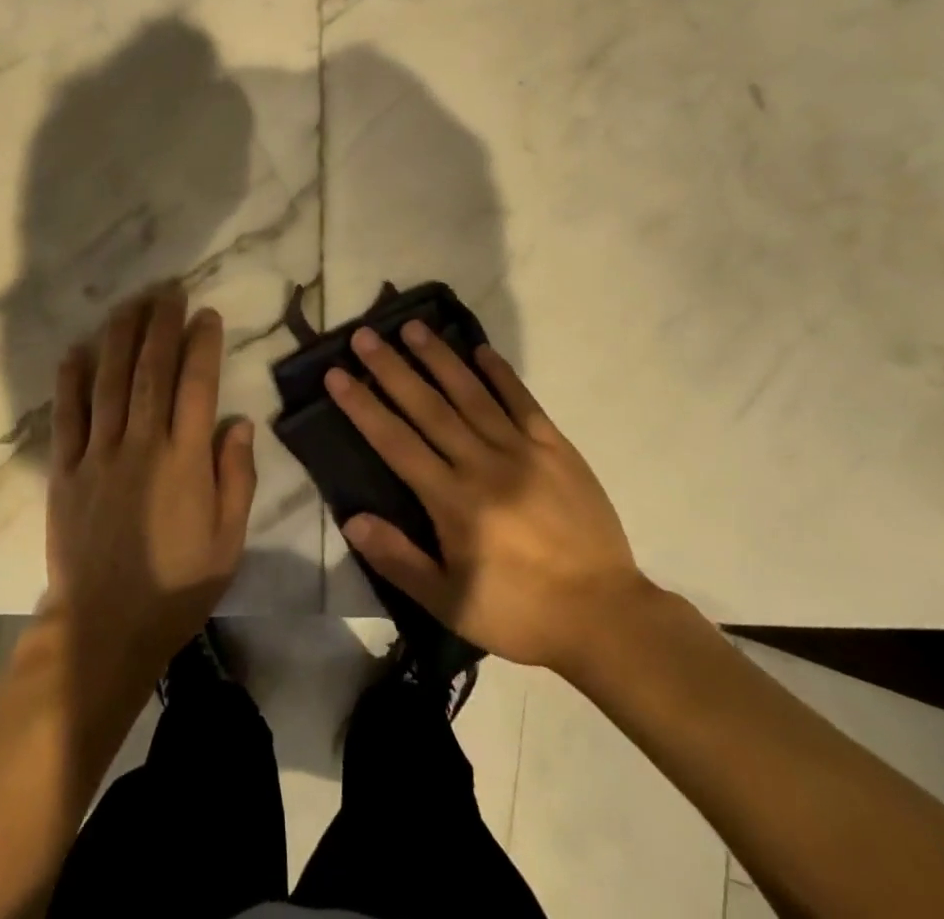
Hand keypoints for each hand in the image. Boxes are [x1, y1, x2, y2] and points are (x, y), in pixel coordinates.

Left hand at [44, 287, 257, 683]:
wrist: (104, 628)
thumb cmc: (176, 587)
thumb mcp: (228, 541)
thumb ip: (236, 478)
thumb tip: (239, 421)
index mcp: (184, 461)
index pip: (196, 386)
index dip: (202, 344)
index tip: (206, 313)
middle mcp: (141, 446)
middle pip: (151, 371)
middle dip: (161, 325)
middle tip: (168, 290)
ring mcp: (98, 456)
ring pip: (109, 382)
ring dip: (120, 337)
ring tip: (130, 304)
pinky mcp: (65, 471)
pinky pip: (67, 417)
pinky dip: (71, 381)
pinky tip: (76, 350)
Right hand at [327, 323, 649, 675]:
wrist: (606, 616)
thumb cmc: (520, 612)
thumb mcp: (450, 603)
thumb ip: (399, 559)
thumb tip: (353, 518)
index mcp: (453, 501)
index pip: (396, 442)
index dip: (363, 406)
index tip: (337, 375)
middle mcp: (482, 464)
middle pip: (428, 407)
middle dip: (392, 369)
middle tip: (364, 335)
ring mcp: (522, 451)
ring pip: (471, 394)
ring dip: (439, 358)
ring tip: (412, 327)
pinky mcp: (556, 448)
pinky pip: (523, 402)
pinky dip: (501, 374)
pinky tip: (481, 350)